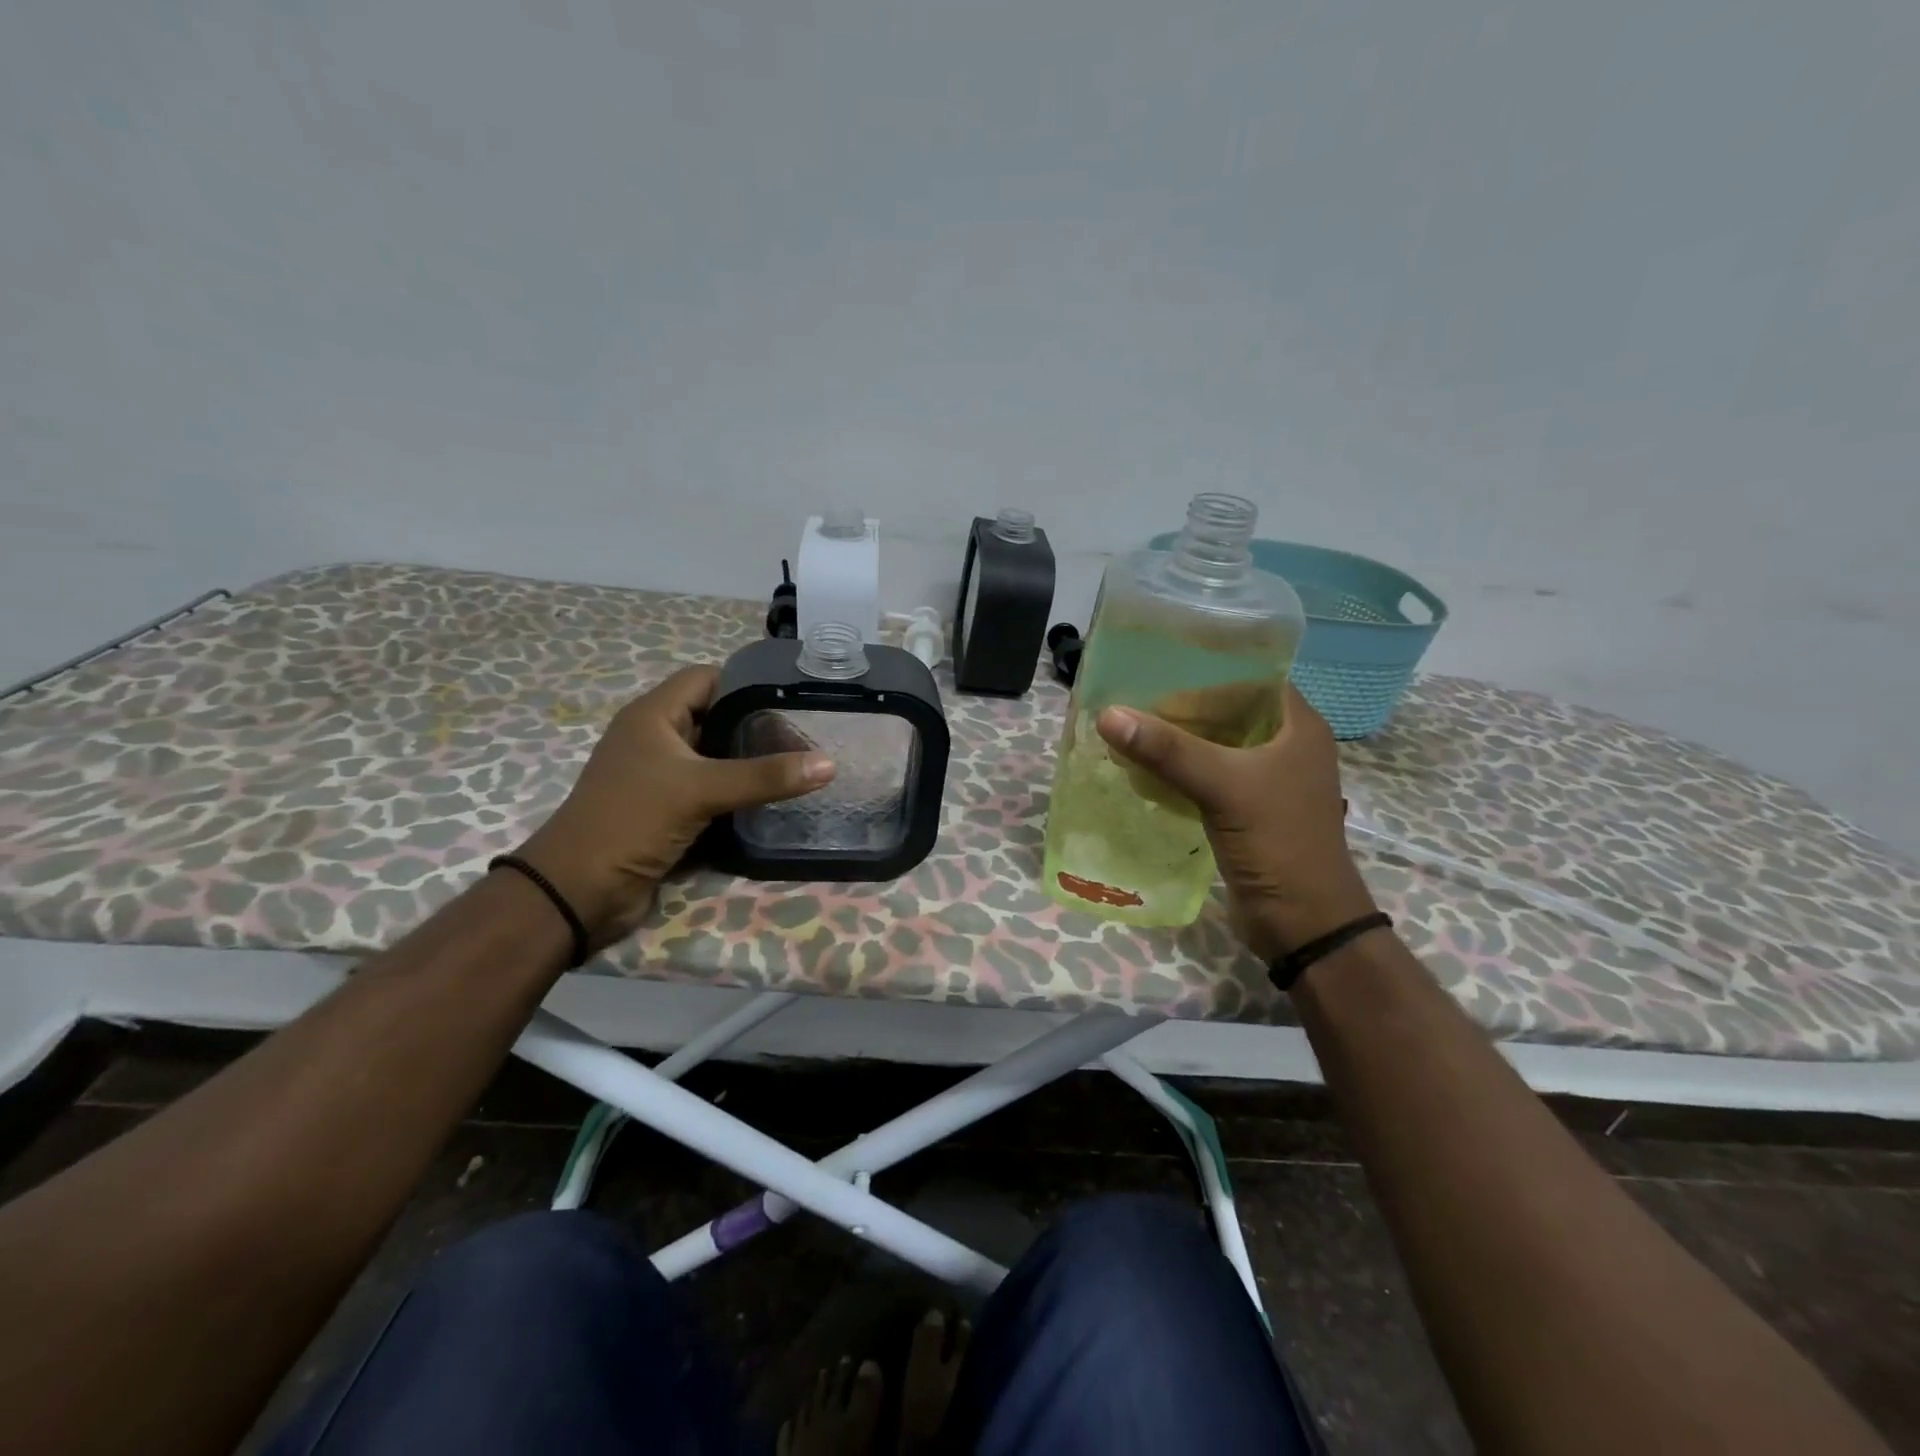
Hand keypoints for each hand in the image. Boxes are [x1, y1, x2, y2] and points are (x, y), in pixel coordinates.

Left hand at [516, 666, 832, 946]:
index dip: (746, 682)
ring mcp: (662, 776)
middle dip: (757, 725)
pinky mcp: (669, 809)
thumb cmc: (631, 820)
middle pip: (716, 717)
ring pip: (716, 756)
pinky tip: (773, 798)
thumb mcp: (701, 790)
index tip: (792, 698)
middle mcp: (657, 739)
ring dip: (750, 762)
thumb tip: (829, 764)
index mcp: (653, 715)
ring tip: (800, 765)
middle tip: (807, 736)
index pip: (706, 678)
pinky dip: (739, 792)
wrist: (579, 891)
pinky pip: (712, 789)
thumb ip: (764, 776)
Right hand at [1096, 682, 1375, 959]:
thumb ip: (1168, 750)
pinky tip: (1140, 771)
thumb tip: (1108, 714)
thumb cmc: (1278, 842)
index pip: (1250, 678)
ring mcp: (1265, 780)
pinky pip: (1206, 778)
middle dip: (1179, 708)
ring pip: (1213, 746)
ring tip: (1127, 731)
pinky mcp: (1245, 810)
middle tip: (1131, 701)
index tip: (1156, 670)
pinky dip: (1176, 772)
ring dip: (1174, 742)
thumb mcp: (1224, 787)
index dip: (1206, 671)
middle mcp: (1284, 746)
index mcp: (1297, 726)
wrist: (1303, 924)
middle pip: (1225, 712)